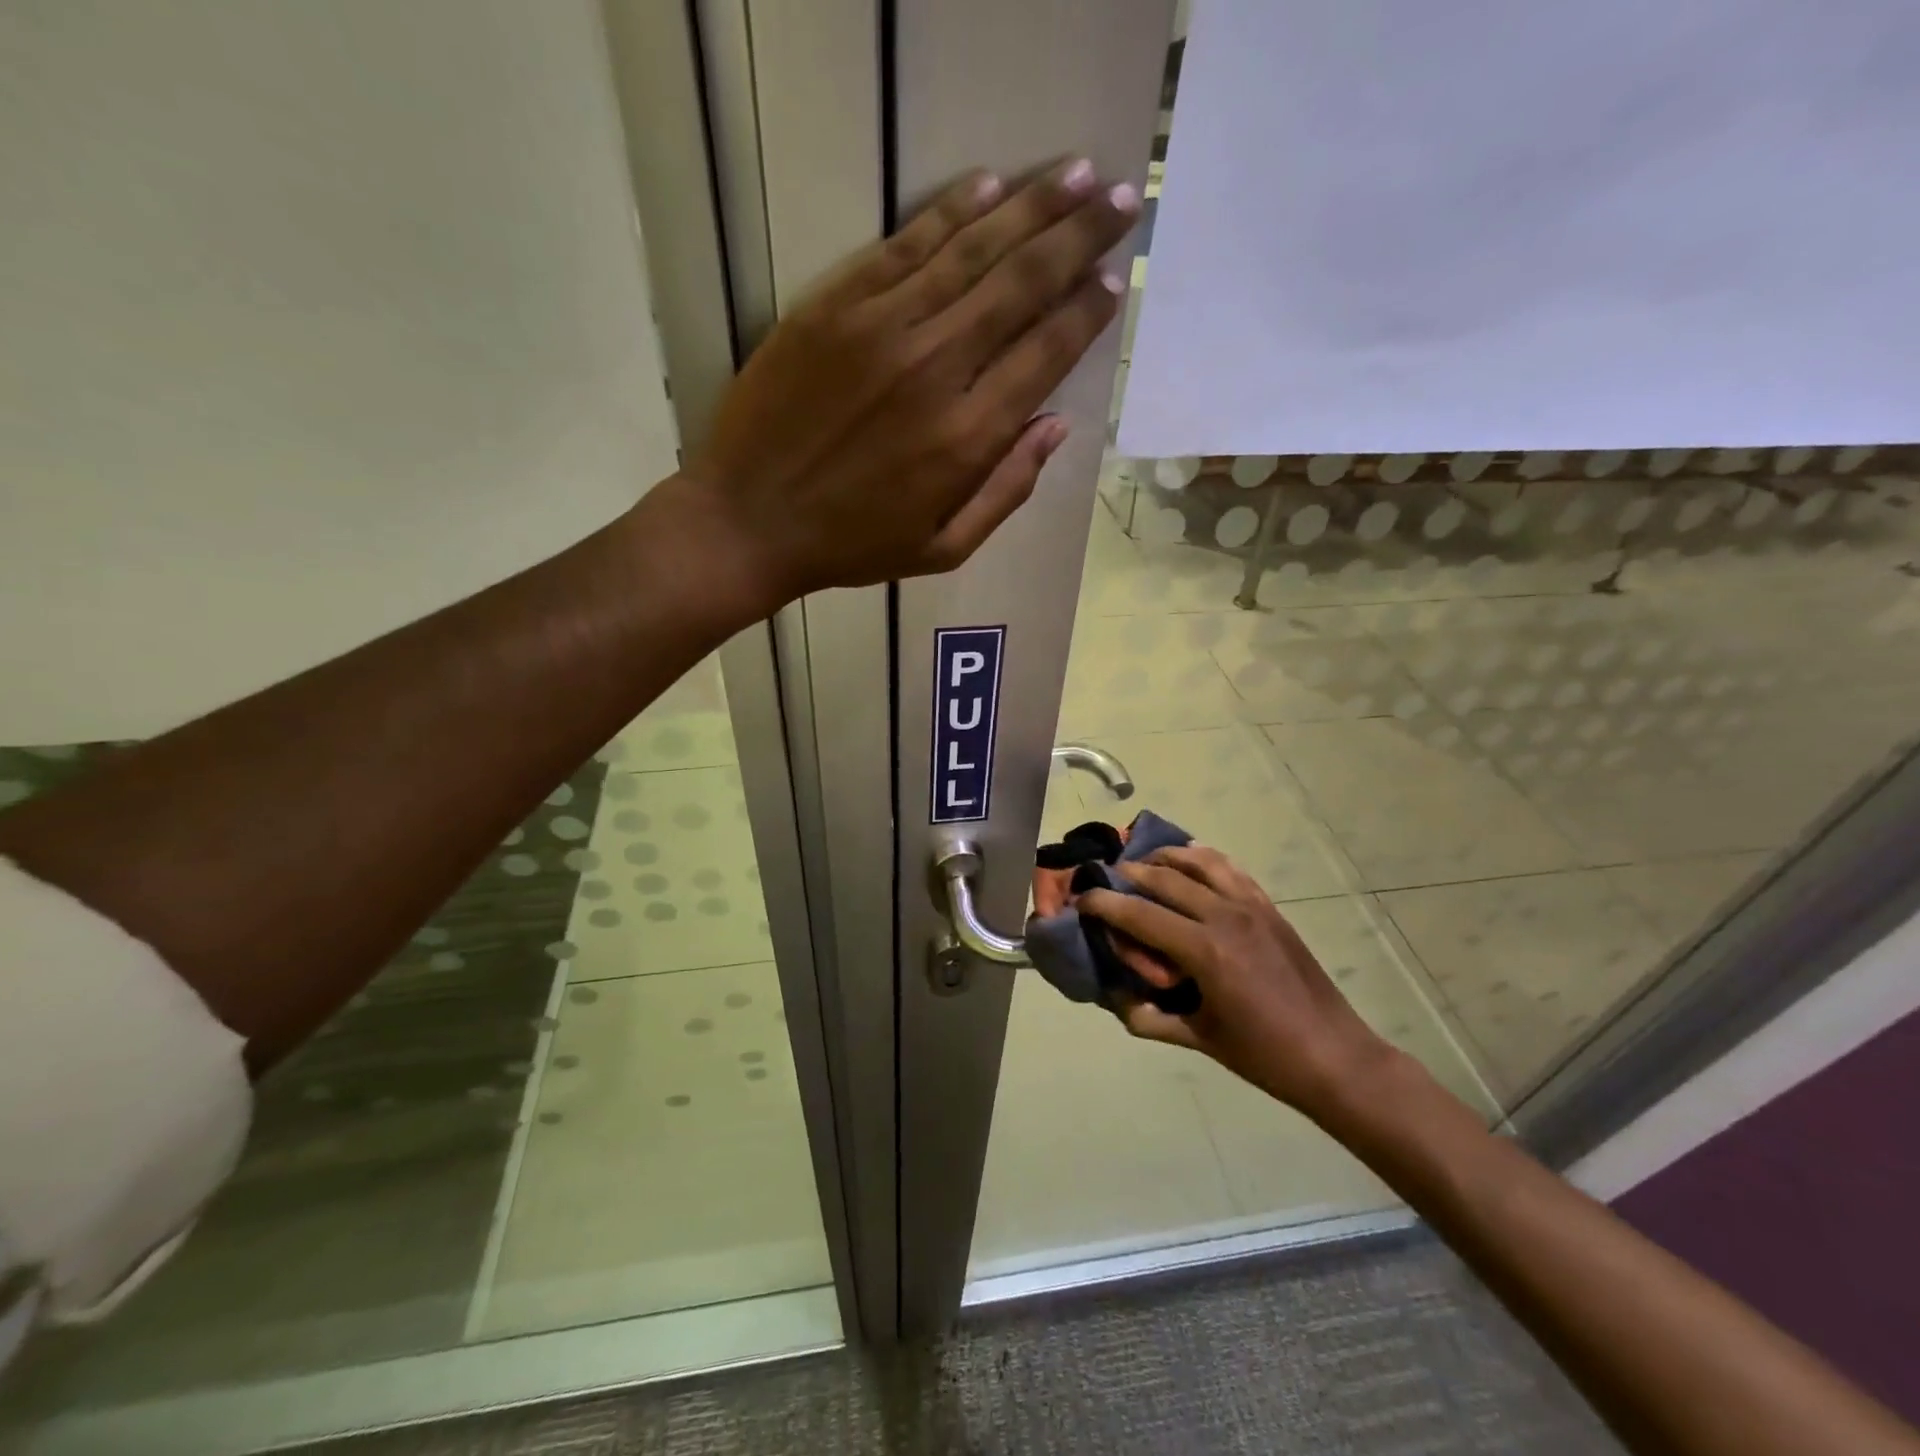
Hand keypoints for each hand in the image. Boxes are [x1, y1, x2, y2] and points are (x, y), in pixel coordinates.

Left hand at [685, 159, 1139, 601]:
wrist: (749, 521)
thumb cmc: (852, 546)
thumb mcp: (944, 548)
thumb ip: (1007, 490)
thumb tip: (1057, 426)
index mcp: (968, 437)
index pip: (1046, 352)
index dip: (1086, 311)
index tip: (1114, 281)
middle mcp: (936, 369)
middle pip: (1023, 284)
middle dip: (1079, 236)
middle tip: (1121, 197)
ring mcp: (882, 329)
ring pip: (972, 250)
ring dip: (1031, 207)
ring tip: (1076, 174)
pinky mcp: (834, 306)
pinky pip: (905, 245)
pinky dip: (950, 212)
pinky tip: (987, 186)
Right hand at [1077, 846, 1397, 1120]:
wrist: (1335, 1056)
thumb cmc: (1263, 1055)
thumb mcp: (1198, 1039)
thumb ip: (1148, 1017)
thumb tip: (1114, 998)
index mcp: (1204, 951)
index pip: (1138, 913)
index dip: (1102, 903)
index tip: (1080, 900)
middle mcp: (1224, 916)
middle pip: (1162, 878)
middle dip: (1126, 875)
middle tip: (1104, 881)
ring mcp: (1251, 906)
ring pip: (1197, 861)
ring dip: (1163, 858)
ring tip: (1143, 865)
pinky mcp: (1269, 907)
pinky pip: (1230, 868)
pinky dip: (1203, 858)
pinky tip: (1189, 860)